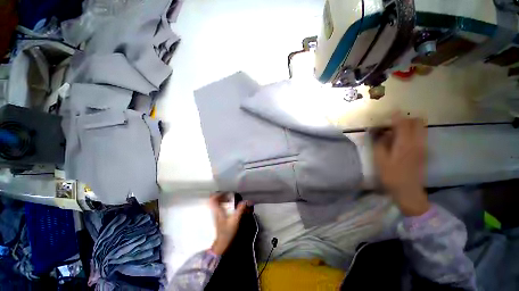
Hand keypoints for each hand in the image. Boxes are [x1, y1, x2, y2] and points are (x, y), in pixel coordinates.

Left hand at [209, 194, 246, 254]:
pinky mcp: (218, 218)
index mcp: (217, 210)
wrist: (222, 244)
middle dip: (220, 195)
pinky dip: (222, 204)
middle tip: (229, 194)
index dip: (218, 193)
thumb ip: (240, 209)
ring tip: (229, 198)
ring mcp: (215, 215)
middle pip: (213, 200)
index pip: (212, 199)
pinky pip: (217, 207)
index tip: (226, 192)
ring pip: (215, 203)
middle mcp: (215, 211)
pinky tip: (229, 205)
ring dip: (221, 199)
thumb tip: (247, 201)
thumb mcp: (235, 220)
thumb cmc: (227, 232)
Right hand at [373, 113, 429, 215]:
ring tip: (396, 130)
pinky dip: (412, 132)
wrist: (408, 190)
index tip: (387, 113)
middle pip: (417, 121)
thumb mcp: (380, 159)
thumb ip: (380, 143)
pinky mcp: (424, 151)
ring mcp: (423, 146)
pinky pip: (421, 135)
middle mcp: (417, 142)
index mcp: (405, 143)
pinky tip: (401, 139)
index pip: (403, 123)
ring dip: (409, 125)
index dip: (395, 116)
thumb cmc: (391, 175)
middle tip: (392, 123)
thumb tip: (380, 131)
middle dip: (405, 118)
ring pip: (421, 127)